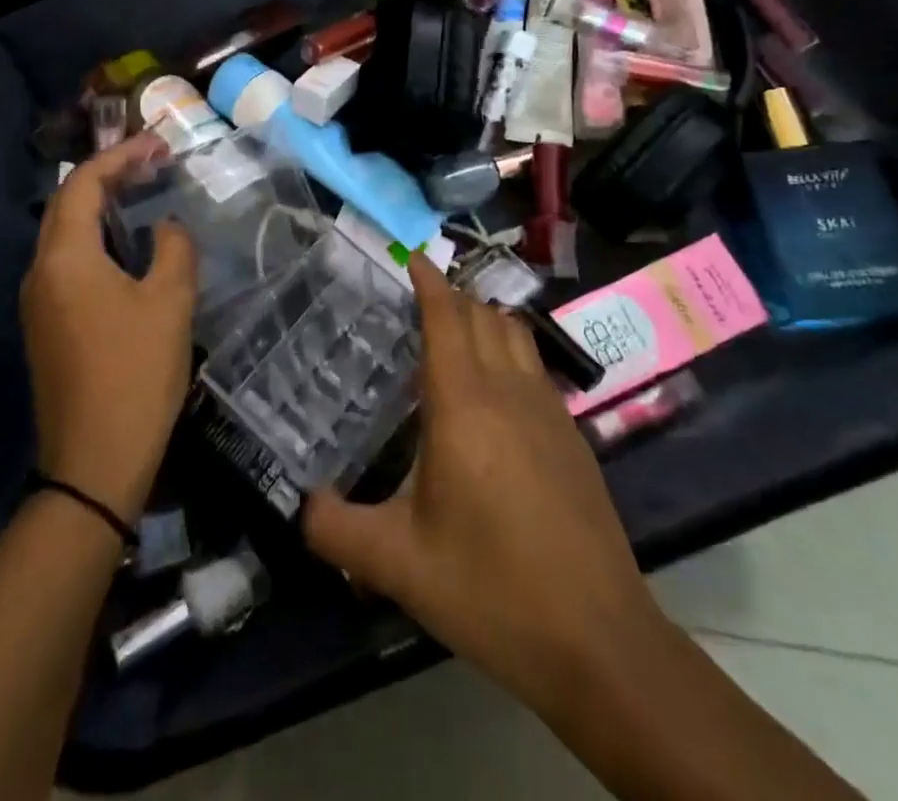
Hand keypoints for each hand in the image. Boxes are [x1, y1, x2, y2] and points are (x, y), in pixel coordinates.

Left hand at [18, 135, 196, 523]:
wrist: (93, 463)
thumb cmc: (134, 374)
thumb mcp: (169, 303)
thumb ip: (173, 248)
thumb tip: (166, 227)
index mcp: (65, 257)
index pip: (84, 184)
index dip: (120, 157)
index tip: (158, 145)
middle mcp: (40, 272)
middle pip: (69, 205)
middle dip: (110, 178)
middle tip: (154, 165)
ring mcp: (38, 303)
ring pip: (67, 236)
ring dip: (103, 210)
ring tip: (145, 198)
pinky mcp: (46, 328)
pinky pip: (69, 265)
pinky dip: (98, 242)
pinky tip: (130, 253)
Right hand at [303, 257, 668, 711]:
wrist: (599, 641)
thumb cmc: (490, 589)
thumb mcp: (397, 565)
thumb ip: (335, 529)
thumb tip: (298, 506)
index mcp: (464, 403)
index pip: (446, 315)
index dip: (428, 279)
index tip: (409, 255)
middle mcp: (509, 391)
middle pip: (482, 315)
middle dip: (451, 294)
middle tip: (416, 297)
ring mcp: (549, 411)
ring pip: (516, 334)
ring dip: (484, 318)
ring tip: (453, 332)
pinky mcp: (573, 437)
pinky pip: (535, 367)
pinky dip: (509, 352)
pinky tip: (493, 392)